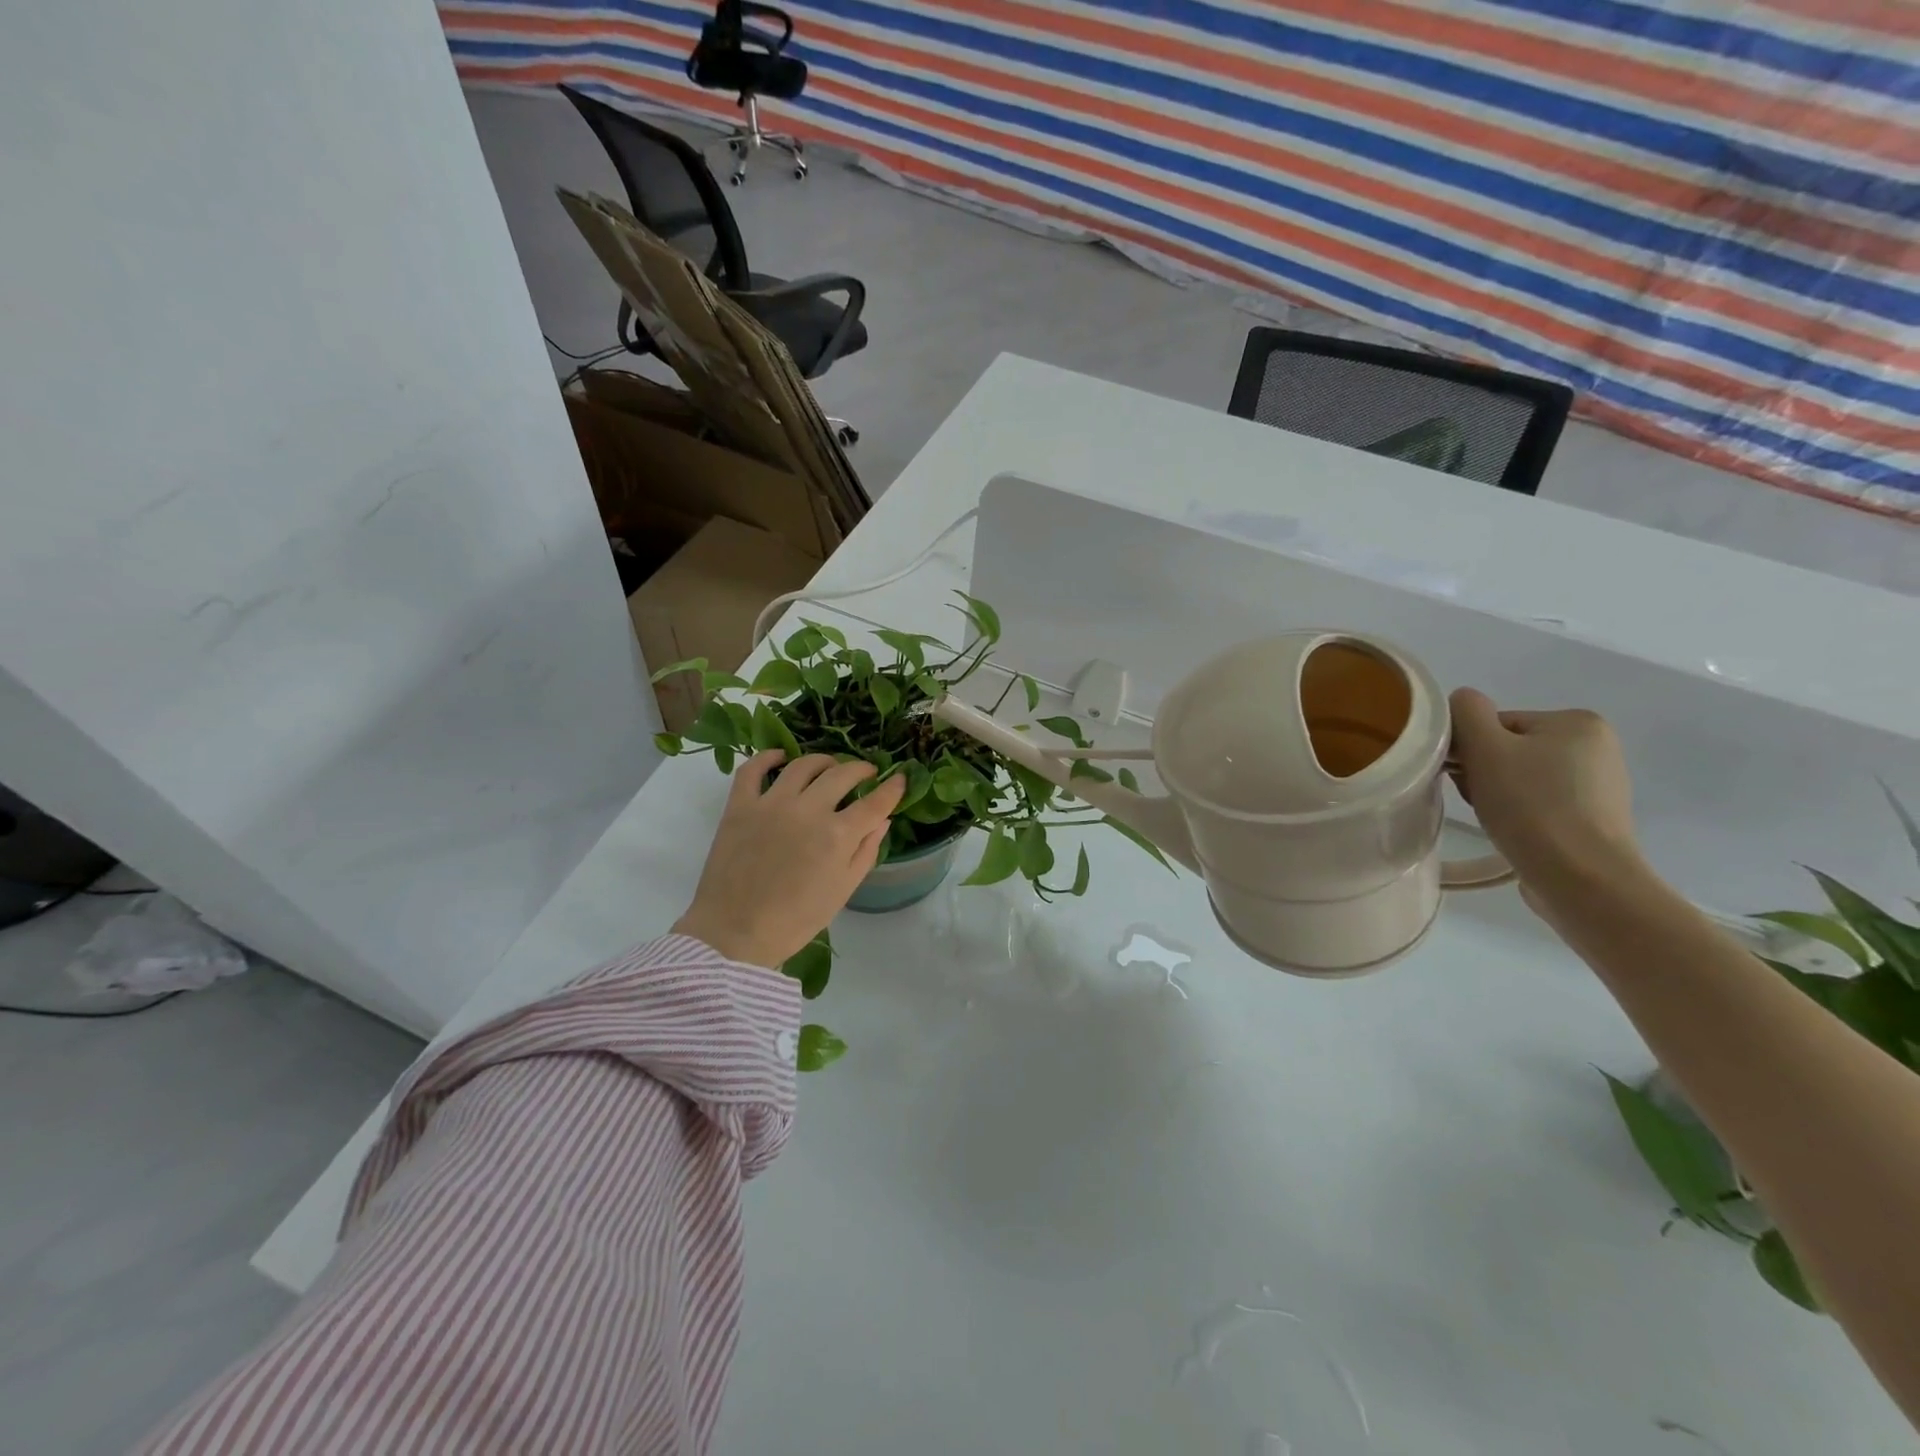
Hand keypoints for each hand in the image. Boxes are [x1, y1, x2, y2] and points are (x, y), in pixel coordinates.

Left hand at [673, 751, 906, 967]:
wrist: (735, 933)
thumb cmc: (796, 919)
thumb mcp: (843, 891)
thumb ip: (866, 851)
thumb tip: (883, 820)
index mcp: (838, 835)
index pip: (875, 802)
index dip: (892, 788)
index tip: (900, 778)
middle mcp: (808, 810)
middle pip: (842, 774)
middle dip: (861, 770)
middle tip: (866, 774)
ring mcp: (771, 804)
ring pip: (803, 764)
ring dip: (823, 761)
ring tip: (830, 767)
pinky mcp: (740, 805)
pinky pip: (753, 768)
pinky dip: (768, 757)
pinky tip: (780, 757)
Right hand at [1447, 689, 1642, 899]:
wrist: (1580, 878)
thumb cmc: (1531, 806)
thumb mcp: (1486, 748)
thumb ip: (1467, 713)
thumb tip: (1460, 701)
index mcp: (1577, 722)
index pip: (1497, 724)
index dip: (1470, 749)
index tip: (1463, 776)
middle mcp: (1597, 747)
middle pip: (1510, 749)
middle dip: (1484, 772)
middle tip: (1477, 799)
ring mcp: (1600, 785)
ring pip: (1522, 777)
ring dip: (1498, 793)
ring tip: (1496, 819)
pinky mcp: (1594, 819)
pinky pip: (1541, 803)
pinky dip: (1520, 813)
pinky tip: (1516, 831)